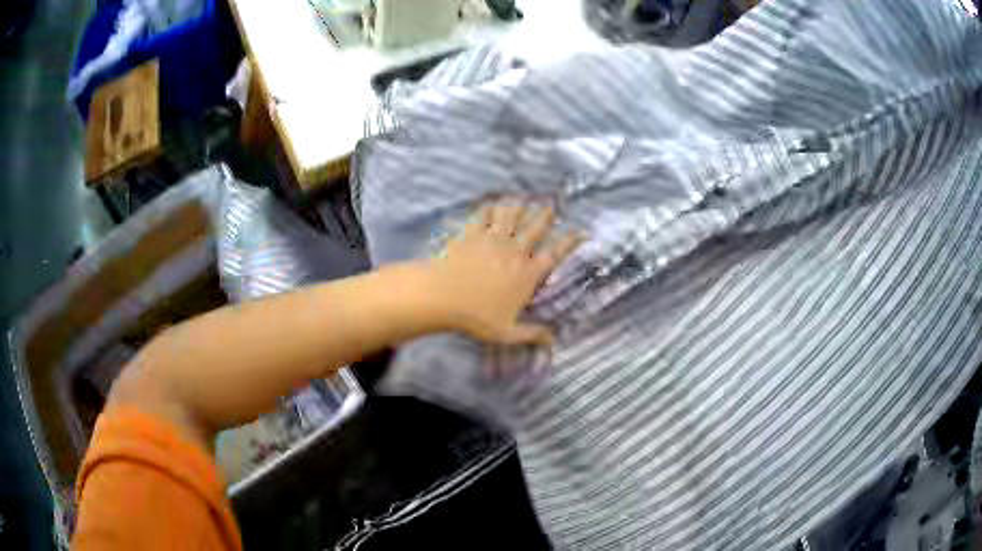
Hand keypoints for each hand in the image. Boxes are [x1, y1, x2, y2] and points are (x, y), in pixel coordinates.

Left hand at [426, 201, 582, 346]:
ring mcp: (493, 239)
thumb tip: (552, 342)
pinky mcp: (472, 234)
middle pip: (535, 228)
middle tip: (551, 206)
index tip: (581, 231)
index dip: (570, 241)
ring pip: (511, 215)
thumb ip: (532, 335)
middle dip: (545, 215)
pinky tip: (490, 204)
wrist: (443, 296)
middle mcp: (515, 252)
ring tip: (522, 199)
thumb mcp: (507, 333)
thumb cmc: (476, 317)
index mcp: (527, 274)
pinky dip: (489, 208)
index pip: (555, 254)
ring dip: (518, 206)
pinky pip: (483, 215)